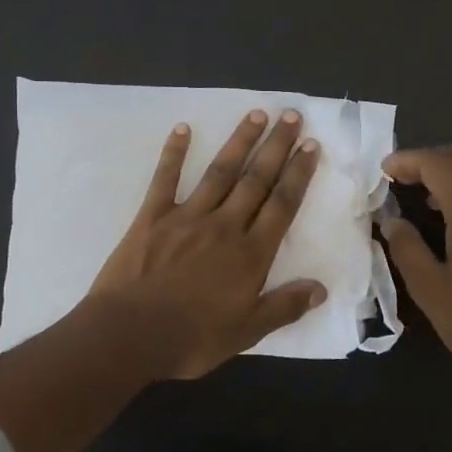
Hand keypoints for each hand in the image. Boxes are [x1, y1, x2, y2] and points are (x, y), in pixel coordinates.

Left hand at [89, 109, 325, 379]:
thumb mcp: (247, 333)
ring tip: (256, 113)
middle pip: (256, 180)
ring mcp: (187, 217)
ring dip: (239, 141)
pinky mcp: (152, 217)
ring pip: (220, 172)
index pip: (282, 205)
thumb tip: (321, 289)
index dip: (298, 174)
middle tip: (292, 116)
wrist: (130, 335)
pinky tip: (183, 128)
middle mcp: (224, 226)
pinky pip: (165, 179)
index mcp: (250, 254)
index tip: (311, 146)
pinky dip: (174, 152)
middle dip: (276, 147)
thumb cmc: (191, 338)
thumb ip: (284, 307)